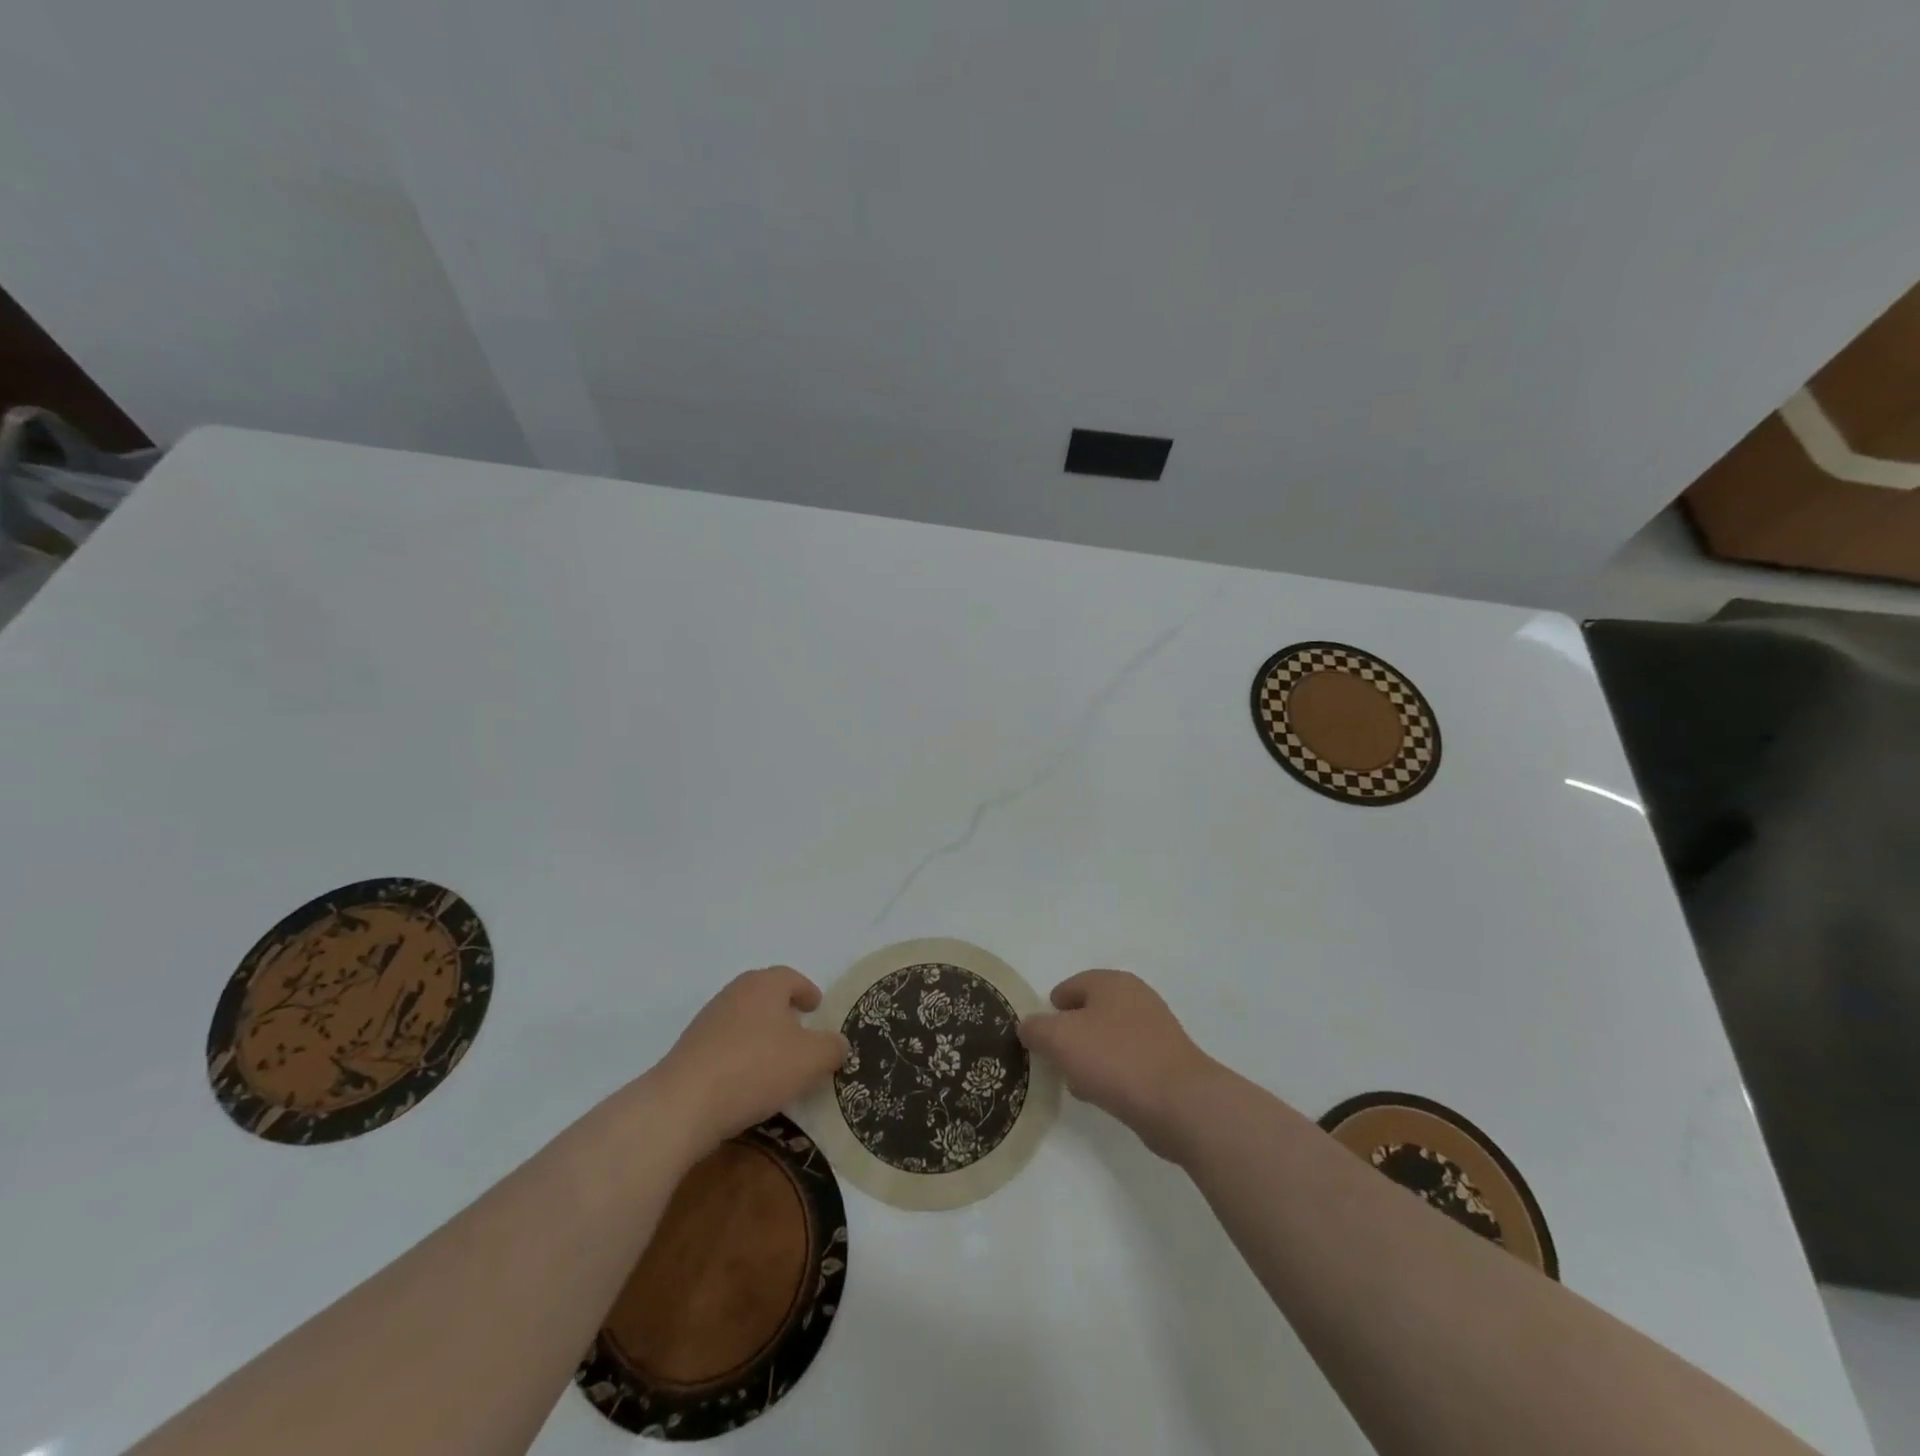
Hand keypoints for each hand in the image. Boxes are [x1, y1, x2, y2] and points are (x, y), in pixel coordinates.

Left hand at [652, 966, 848, 1150]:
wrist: (683, 1104)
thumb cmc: (755, 1068)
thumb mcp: (810, 1059)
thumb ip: (832, 1048)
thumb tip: (838, 1044)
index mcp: (764, 985)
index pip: (791, 978)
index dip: (807, 991)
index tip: (817, 1007)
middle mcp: (734, 994)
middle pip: (765, 996)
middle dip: (784, 1012)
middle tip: (802, 1033)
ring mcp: (707, 1022)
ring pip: (745, 1021)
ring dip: (762, 1036)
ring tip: (778, 1063)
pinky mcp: (690, 1052)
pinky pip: (726, 1047)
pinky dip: (742, 1057)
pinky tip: (749, 1084)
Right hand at [1018, 970, 1220, 1159]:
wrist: (1180, 1103)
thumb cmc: (1114, 1059)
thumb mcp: (1060, 1039)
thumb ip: (1036, 1029)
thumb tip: (1028, 1027)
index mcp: (1112, 982)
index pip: (1070, 986)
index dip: (1050, 1010)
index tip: (1039, 1037)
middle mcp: (1136, 998)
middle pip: (1090, 1012)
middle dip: (1070, 1035)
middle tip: (1055, 1060)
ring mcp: (1156, 1030)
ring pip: (1108, 1038)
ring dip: (1090, 1057)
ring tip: (1077, 1083)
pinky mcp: (1167, 1062)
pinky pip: (1127, 1062)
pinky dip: (1112, 1074)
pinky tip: (1104, 1096)